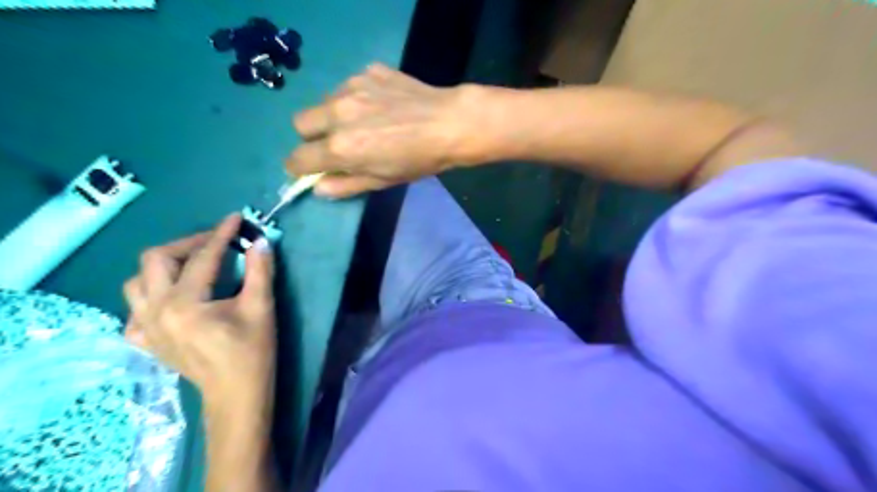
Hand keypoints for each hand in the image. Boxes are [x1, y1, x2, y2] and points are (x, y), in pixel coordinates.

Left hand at [121, 213, 274, 409]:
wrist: (235, 393)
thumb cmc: (252, 351)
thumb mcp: (261, 307)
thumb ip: (259, 270)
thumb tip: (260, 241)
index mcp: (185, 304)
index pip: (202, 258)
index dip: (221, 234)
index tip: (236, 218)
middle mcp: (154, 311)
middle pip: (156, 260)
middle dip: (188, 244)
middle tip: (216, 243)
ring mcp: (143, 327)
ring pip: (139, 280)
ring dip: (166, 265)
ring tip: (194, 264)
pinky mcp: (144, 339)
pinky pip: (136, 306)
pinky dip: (153, 292)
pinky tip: (174, 296)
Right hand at [289, 64, 479, 197]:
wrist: (449, 124)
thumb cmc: (418, 161)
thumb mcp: (382, 181)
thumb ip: (345, 185)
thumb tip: (317, 188)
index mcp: (341, 147)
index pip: (297, 158)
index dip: (299, 167)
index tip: (308, 169)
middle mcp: (338, 114)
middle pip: (300, 123)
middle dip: (311, 137)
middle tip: (336, 144)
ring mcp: (351, 87)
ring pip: (323, 102)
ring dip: (333, 115)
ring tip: (363, 122)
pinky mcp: (367, 71)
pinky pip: (347, 86)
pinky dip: (355, 98)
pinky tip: (380, 105)